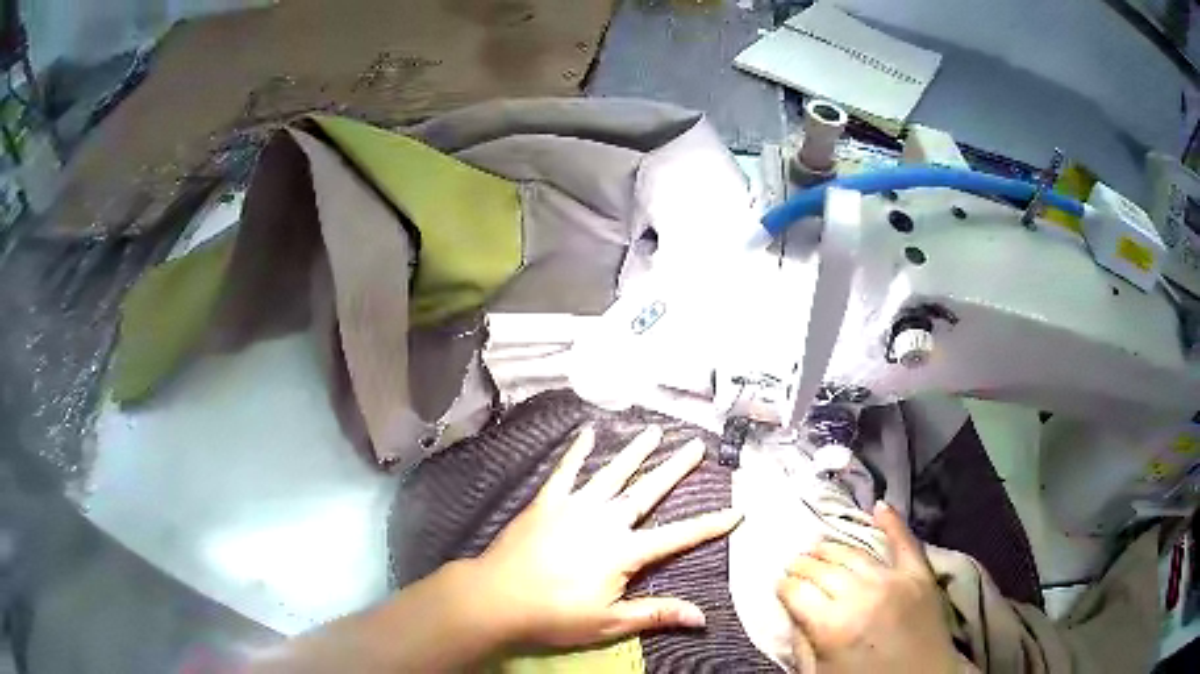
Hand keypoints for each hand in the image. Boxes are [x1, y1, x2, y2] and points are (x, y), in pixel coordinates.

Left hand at [470, 424, 742, 648]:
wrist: (497, 597)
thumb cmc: (554, 615)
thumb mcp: (609, 622)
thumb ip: (655, 614)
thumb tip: (702, 617)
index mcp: (623, 552)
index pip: (677, 537)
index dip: (709, 525)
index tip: (736, 511)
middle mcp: (604, 521)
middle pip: (647, 491)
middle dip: (675, 469)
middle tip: (696, 445)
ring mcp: (574, 507)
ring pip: (611, 474)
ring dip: (635, 452)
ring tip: (654, 432)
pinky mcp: (546, 502)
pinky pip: (565, 471)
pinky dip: (577, 451)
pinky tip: (586, 433)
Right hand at [776, 502, 957, 673]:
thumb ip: (802, 644)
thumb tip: (792, 614)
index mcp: (831, 625)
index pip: (796, 592)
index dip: (784, 586)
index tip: (779, 584)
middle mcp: (861, 595)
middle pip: (823, 568)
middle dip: (803, 564)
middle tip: (794, 563)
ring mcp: (894, 580)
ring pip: (854, 553)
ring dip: (832, 547)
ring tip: (819, 545)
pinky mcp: (920, 575)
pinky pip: (905, 542)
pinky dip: (892, 522)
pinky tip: (879, 508)